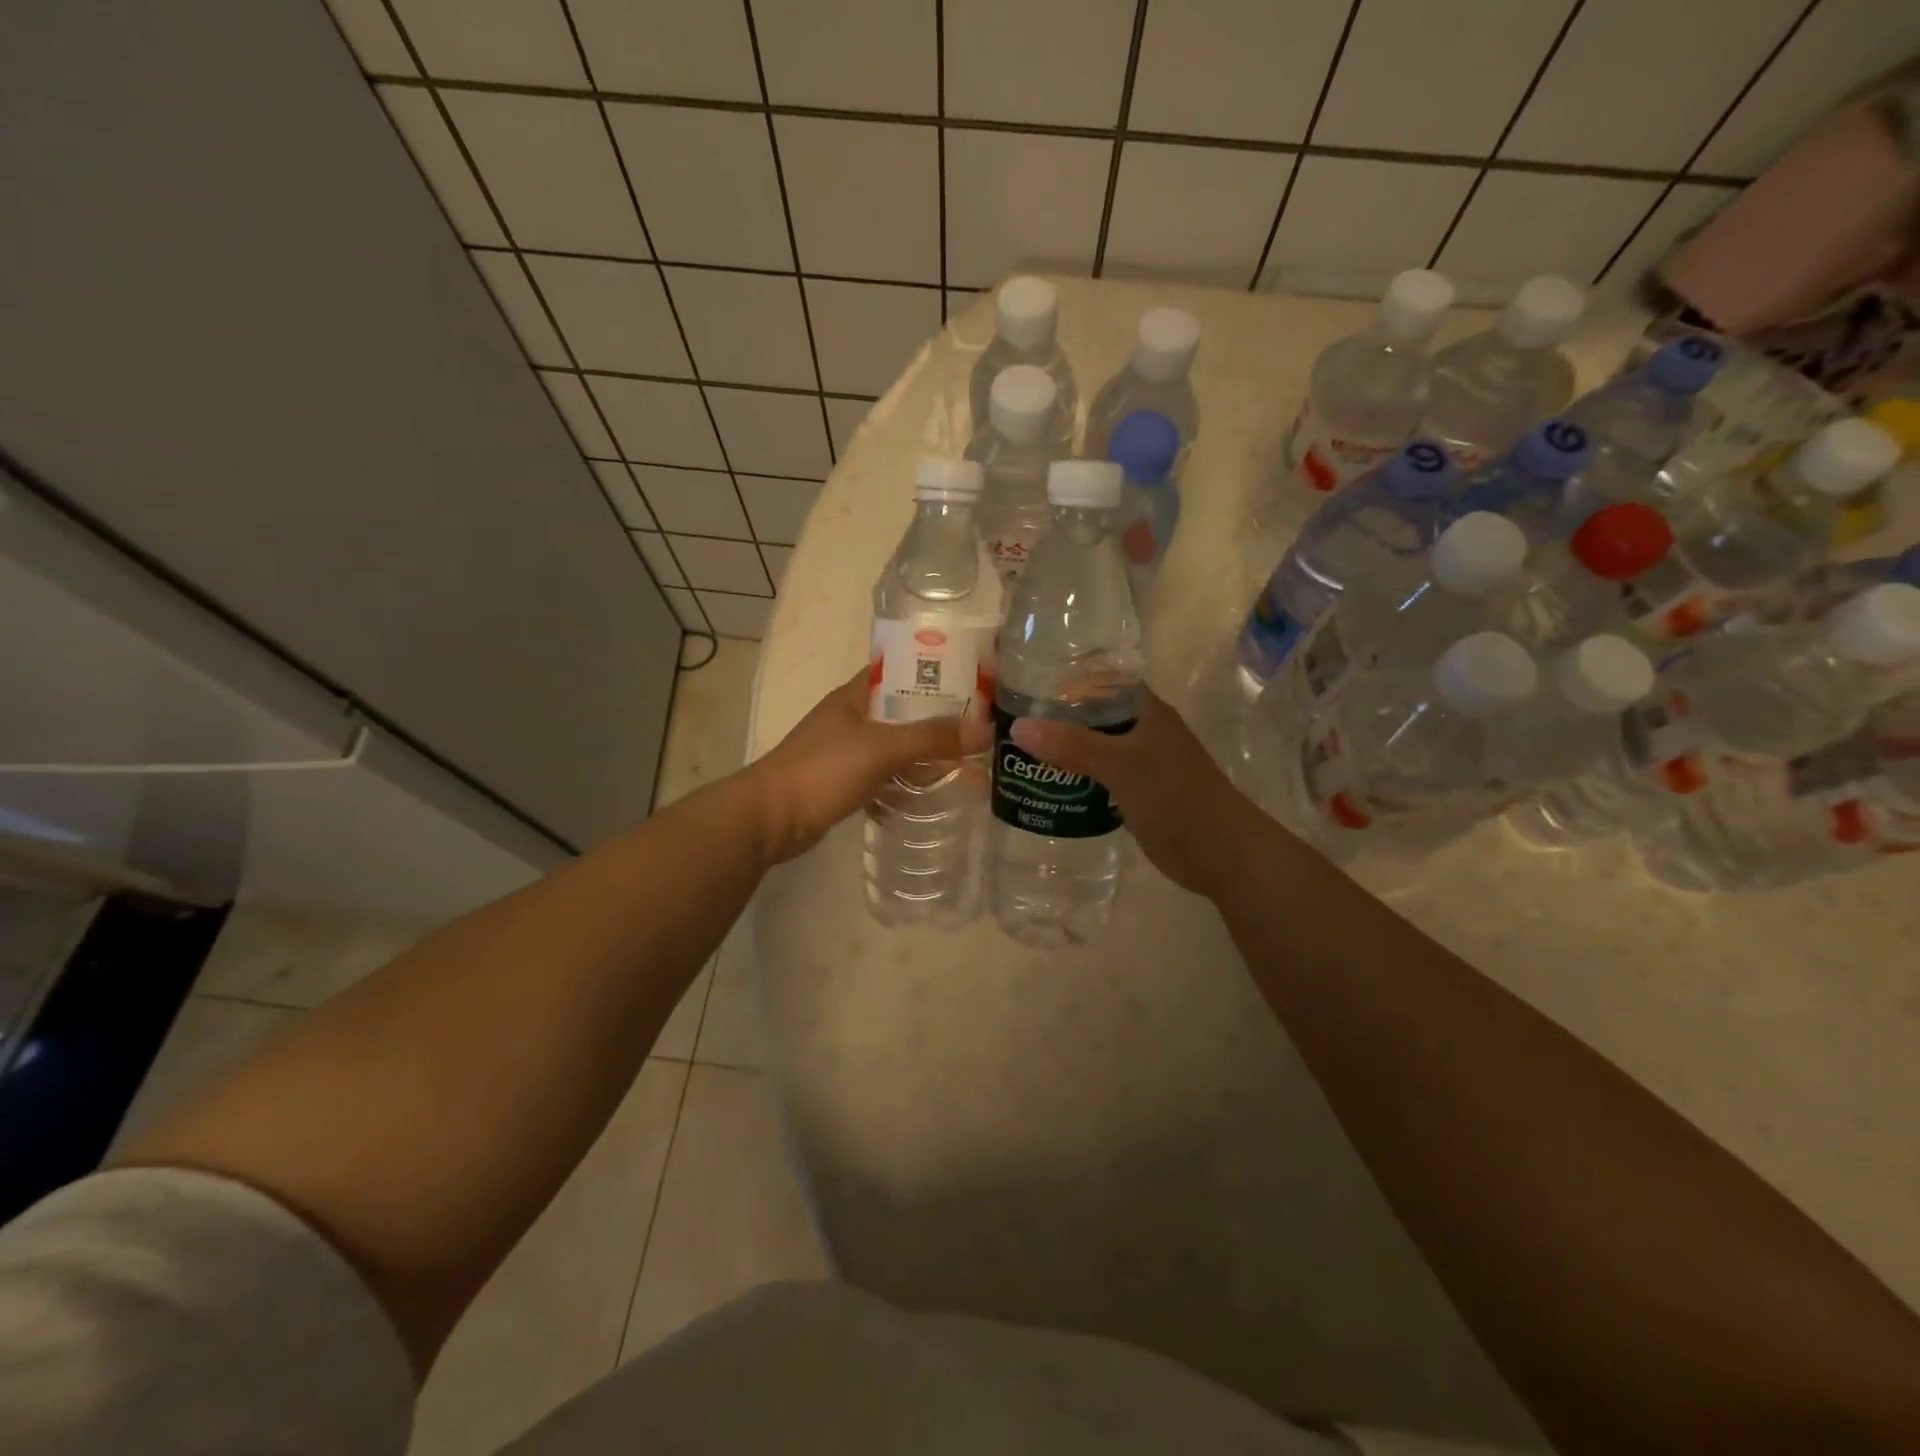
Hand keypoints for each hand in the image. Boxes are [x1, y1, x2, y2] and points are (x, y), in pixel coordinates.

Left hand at [746, 667, 989, 863]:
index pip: (902, 671)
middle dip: (941, 727)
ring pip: (897, 750)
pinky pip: (885, 780)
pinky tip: (928, 802)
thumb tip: (985, 731)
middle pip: (906, 715)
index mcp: (857, 696)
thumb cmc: (823, 770)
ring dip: (925, 761)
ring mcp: (847, 753)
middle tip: (980, 737)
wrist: (770, 818)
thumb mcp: (881, 748)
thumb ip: (931, 738)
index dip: (937, 674)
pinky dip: (905, 789)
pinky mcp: (845, 784)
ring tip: (966, 774)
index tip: (974, 685)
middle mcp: (853, 719)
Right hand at [1010, 688, 1264, 896]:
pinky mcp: (1137, 793)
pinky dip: (1075, 777)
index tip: (1023, 681)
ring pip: (1094, 747)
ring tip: (1017, 750)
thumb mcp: (1121, 766)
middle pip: (1092, 714)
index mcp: (1145, 710)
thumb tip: (1019, 727)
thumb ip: (1072, 745)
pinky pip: (1098, 777)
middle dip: (1055, 717)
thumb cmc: (1176, 798)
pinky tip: (1046, 784)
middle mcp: (1142, 730)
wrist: (1222, 853)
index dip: (1064, 677)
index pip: (1100, 679)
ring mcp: (1141, 763)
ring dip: (1062, 749)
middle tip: (1008, 720)